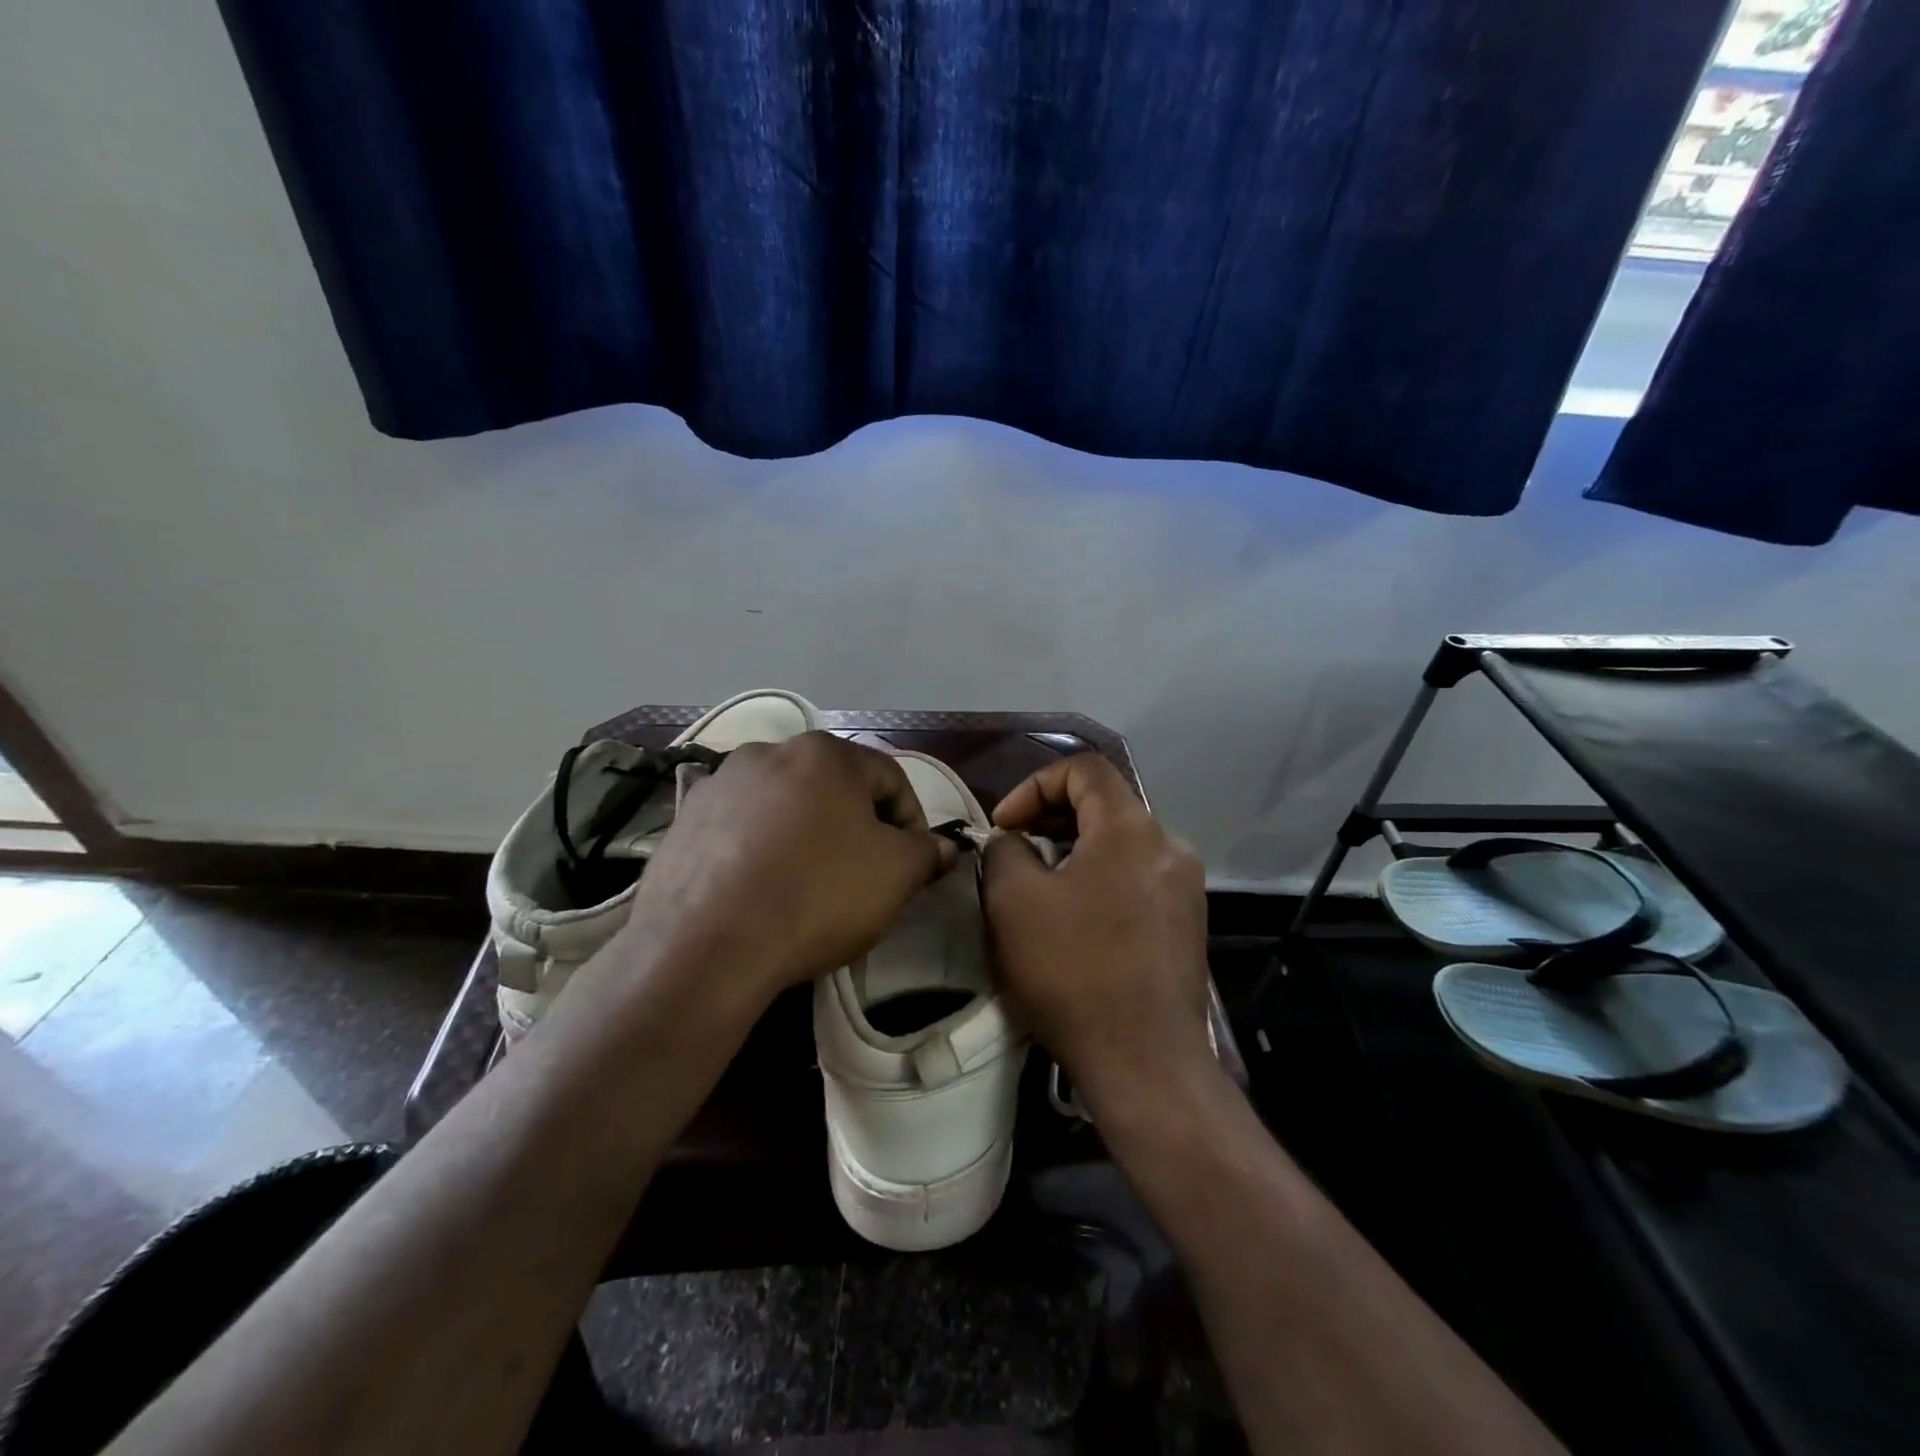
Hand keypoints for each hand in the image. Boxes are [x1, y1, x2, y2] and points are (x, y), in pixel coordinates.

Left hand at [624, 732, 957, 1002]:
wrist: (706, 946)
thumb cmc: (816, 895)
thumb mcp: (896, 875)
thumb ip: (927, 852)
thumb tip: (942, 847)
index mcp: (825, 753)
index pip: (891, 779)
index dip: (913, 822)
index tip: (915, 864)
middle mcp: (769, 751)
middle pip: (834, 788)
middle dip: (858, 827)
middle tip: (865, 875)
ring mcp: (720, 783)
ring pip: (785, 805)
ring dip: (807, 835)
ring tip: (808, 884)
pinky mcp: (684, 820)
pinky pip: (741, 828)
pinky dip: (760, 849)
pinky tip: (760, 889)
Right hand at [980, 754, 1211, 1111]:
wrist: (1144, 1062)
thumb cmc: (1073, 971)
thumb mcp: (1013, 902)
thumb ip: (1004, 850)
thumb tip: (1012, 841)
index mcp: (1132, 828)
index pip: (1084, 769)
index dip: (1034, 785)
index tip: (1004, 825)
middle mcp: (1169, 845)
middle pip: (1106, 804)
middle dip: (1051, 817)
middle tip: (1014, 849)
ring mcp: (1185, 886)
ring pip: (1121, 842)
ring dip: (1074, 848)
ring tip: (1039, 883)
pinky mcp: (1187, 921)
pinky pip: (1136, 875)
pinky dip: (1100, 876)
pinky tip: (1075, 916)